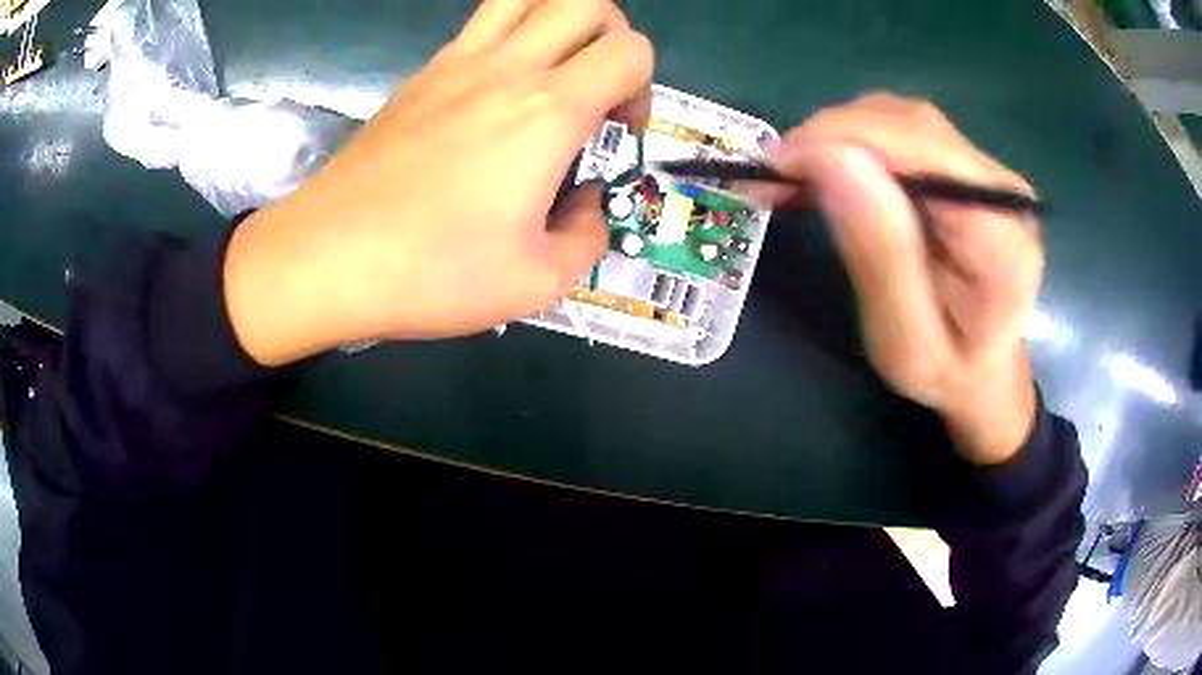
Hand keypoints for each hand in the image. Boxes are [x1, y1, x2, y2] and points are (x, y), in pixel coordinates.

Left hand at [223, 0, 652, 365]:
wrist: (326, 258)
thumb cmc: (432, 272)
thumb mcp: (537, 283)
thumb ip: (586, 237)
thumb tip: (585, 204)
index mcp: (548, 111)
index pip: (630, 52)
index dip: (644, 88)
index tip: (621, 133)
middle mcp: (508, 67)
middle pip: (585, 1)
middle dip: (612, 37)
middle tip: (597, 88)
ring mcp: (456, 62)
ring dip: (559, 20)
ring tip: (555, 68)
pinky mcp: (421, 75)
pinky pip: (481, 25)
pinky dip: (509, 38)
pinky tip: (496, 93)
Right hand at [760, 93, 1043, 464]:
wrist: (986, 368)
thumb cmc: (947, 374)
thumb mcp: (905, 343)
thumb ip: (879, 255)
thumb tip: (826, 158)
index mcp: (1002, 240)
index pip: (922, 153)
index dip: (843, 142)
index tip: (776, 170)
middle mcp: (1001, 189)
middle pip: (907, 125)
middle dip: (830, 137)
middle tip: (773, 178)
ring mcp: (985, 169)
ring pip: (899, 117)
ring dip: (838, 136)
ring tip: (797, 178)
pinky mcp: (966, 164)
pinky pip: (901, 129)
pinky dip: (854, 139)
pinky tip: (829, 170)